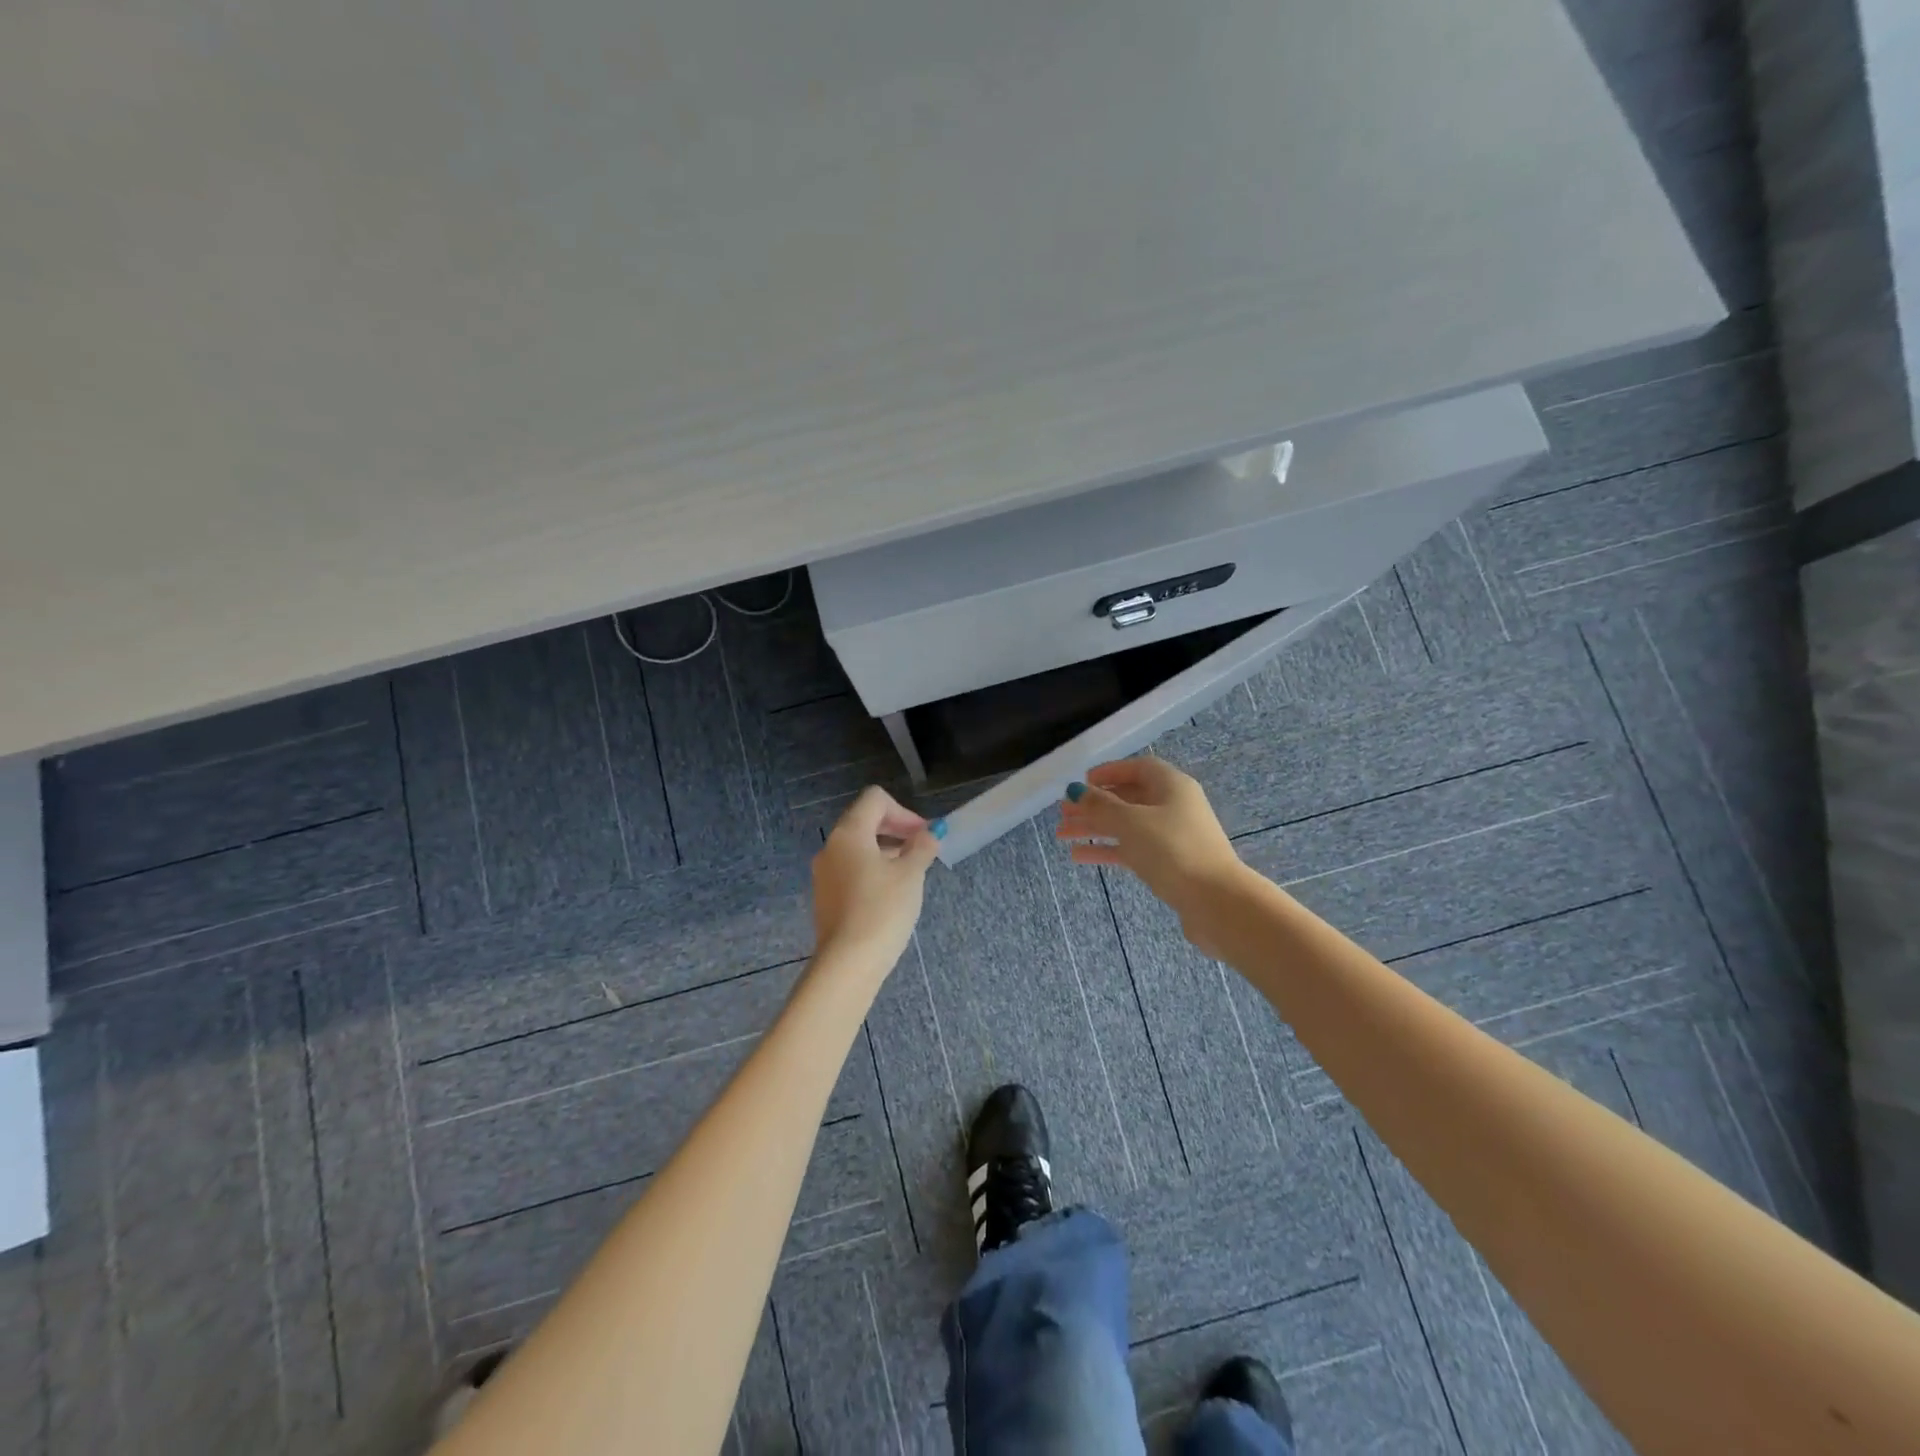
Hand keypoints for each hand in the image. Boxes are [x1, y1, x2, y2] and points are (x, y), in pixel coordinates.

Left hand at [810, 787, 942, 974]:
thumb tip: (930, 833)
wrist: (848, 963)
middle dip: (896, 829)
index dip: (904, 811)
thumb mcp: (910, 875)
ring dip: (885, 850)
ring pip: (857, 848)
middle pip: (864, 821)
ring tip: (910, 873)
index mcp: (849, 833)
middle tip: (922, 849)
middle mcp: (831, 847)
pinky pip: (850, 870)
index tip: (923, 835)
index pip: (875, 800)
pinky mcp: (825, 897)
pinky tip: (890, 894)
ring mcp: (824, 873)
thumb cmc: (882, 910)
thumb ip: (922, 848)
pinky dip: (872, 870)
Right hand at [1055, 757, 1244, 944]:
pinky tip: (1079, 856)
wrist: (1215, 901)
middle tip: (1062, 812)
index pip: (1138, 768)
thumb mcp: (1130, 822)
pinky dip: (1107, 849)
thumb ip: (1100, 805)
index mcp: (1171, 786)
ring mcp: (1172, 837)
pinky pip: (1132, 849)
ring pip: (1126, 826)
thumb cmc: (1172, 849)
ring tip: (1062, 835)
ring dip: (1094, 828)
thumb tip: (1076, 790)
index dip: (1109, 772)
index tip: (1082, 782)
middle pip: (1128, 798)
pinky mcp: (1169, 864)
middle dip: (1094, 805)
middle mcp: (1173, 807)